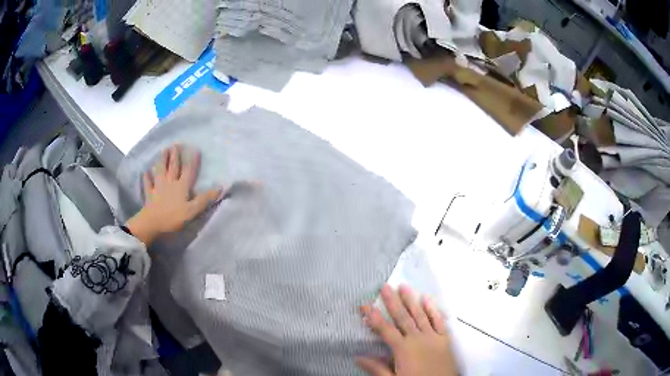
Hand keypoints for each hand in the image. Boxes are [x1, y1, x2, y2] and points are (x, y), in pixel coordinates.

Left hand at [126, 145, 221, 245]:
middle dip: (175, 155)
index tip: (195, 148)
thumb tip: (221, 187)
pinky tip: (145, 172)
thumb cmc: (173, 217)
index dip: (192, 160)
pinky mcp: (149, 194)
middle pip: (173, 167)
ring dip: (162, 160)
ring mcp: (158, 187)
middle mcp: (170, 183)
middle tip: (176, 144)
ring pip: (160, 171)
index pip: (188, 171)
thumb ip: (205, 199)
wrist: (152, 223)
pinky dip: (147, 177)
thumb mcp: (192, 211)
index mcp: (181, 187)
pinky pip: (147, 184)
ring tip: (163, 150)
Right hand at [357, 284, 457, 375]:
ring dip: (411, 300)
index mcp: (403, 349)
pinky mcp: (445, 338)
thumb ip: (377, 368)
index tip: (365, 306)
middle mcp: (418, 339)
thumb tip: (358, 357)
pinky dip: (433, 310)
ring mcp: (433, 337)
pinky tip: (428, 300)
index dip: (373, 317)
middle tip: (385, 287)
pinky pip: (439, 321)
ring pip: (420, 315)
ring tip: (404, 287)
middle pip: (402, 317)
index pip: (385, 329)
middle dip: (392, 302)